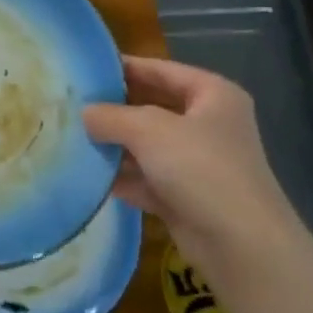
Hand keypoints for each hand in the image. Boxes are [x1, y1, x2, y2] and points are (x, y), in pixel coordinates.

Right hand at [83, 55, 297, 268]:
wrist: (241, 245)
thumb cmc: (201, 168)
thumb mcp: (150, 130)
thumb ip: (112, 116)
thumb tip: (84, 113)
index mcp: (212, 94)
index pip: (161, 70)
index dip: (125, 67)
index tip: (86, 68)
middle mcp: (208, 124)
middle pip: (153, 107)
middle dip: (115, 109)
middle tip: (72, 104)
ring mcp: (198, 163)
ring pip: (148, 145)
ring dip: (115, 145)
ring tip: (72, 137)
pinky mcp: (186, 197)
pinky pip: (147, 178)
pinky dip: (122, 177)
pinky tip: (88, 176)